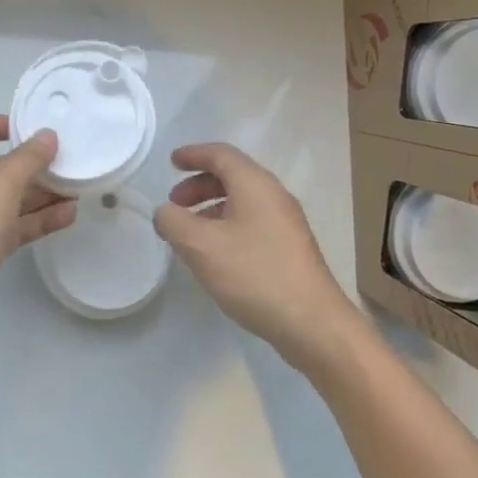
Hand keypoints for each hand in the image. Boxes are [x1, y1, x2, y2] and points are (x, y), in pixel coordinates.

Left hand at [0, 115, 75, 358]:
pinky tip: (68, 216)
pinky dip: (36, 220)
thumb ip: (27, 160)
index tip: (19, 128)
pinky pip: (12, 228)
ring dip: (38, 194)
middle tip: (63, 160)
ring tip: (75, 187)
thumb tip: (47, 136)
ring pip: (6, 201)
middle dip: (27, 165)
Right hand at [155, 142, 369, 376]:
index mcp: (255, 185)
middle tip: (175, 204)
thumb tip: (166, 213)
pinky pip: (253, 222)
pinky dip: (227, 225)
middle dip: (199, 184)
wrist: (312, 323)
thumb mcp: (200, 246)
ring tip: (190, 233)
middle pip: (233, 176)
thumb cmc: (254, 274)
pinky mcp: (291, 248)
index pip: (221, 154)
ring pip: (243, 201)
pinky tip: (216, 254)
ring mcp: (287, 223)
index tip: (171, 162)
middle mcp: (274, 196)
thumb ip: (173, 222)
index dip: (193, 154)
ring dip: (212, 207)